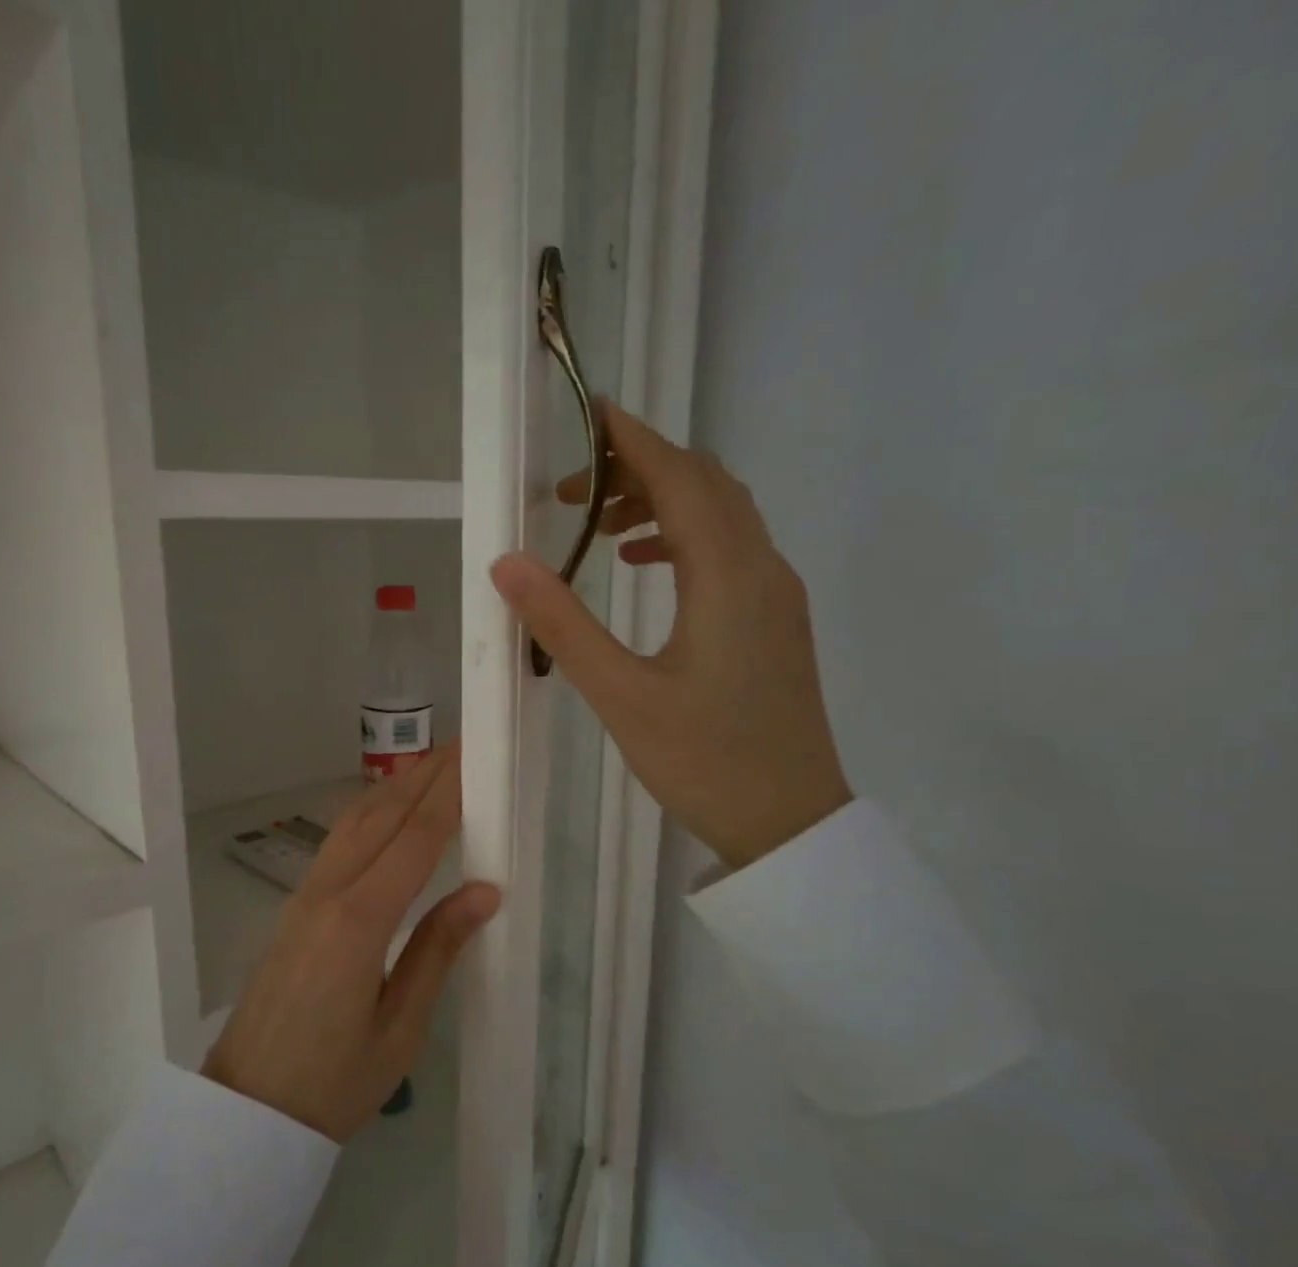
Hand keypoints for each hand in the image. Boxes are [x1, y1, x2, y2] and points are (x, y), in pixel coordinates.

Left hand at [202, 744, 500, 1141]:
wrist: (248, 1110)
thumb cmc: (333, 1083)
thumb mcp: (401, 1028)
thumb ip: (439, 951)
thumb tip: (486, 890)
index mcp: (360, 923)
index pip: (415, 839)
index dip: (448, 794)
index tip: (475, 756)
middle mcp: (329, 894)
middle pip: (382, 816)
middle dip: (424, 775)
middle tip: (462, 743)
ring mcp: (305, 896)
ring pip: (354, 822)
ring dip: (395, 787)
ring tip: (431, 763)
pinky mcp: (295, 907)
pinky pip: (337, 843)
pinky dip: (369, 812)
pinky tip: (385, 808)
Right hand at [490, 404, 851, 867]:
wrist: (789, 822)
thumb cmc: (703, 761)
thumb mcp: (621, 695)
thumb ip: (563, 625)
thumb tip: (508, 563)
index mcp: (727, 575)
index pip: (680, 477)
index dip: (633, 438)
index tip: (587, 413)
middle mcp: (762, 568)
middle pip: (706, 484)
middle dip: (640, 468)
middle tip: (572, 490)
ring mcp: (777, 594)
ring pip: (723, 515)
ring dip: (663, 503)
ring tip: (601, 529)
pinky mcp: (775, 621)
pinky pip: (731, 550)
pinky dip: (684, 539)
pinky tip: (644, 569)